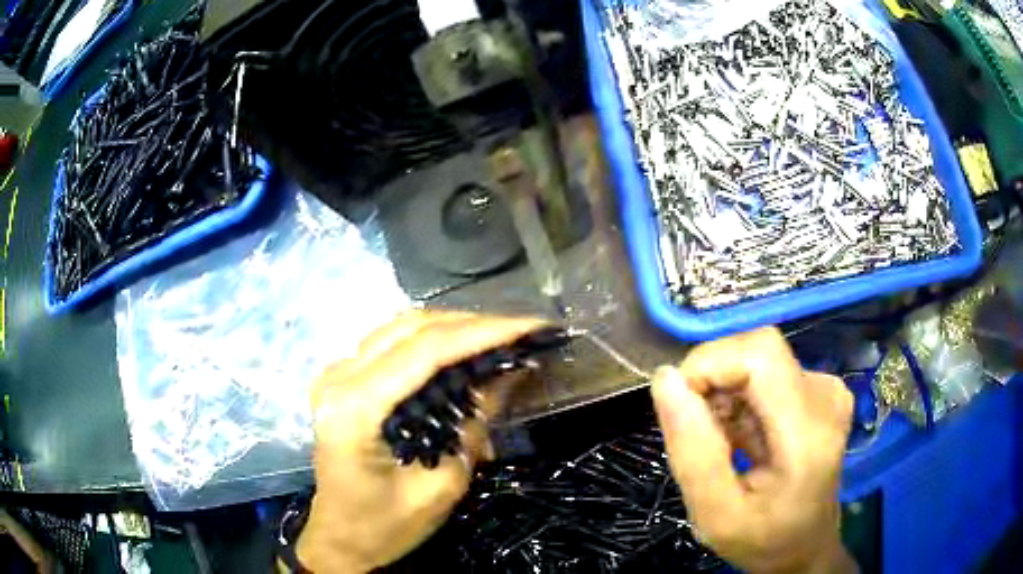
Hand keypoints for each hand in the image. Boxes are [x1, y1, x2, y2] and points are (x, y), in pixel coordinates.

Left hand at [297, 311, 544, 572]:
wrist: (341, 538)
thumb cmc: (387, 526)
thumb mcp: (441, 485)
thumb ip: (472, 425)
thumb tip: (508, 372)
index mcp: (355, 408)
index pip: (426, 351)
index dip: (484, 332)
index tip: (532, 326)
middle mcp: (338, 378)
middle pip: (411, 328)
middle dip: (472, 324)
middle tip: (521, 332)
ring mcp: (335, 374)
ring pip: (400, 329)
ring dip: (453, 328)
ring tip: (500, 339)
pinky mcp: (342, 380)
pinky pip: (391, 345)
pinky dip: (431, 342)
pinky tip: (461, 352)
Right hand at [651, 328, 856, 573]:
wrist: (804, 545)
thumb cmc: (762, 540)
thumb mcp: (714, 516)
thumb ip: (692, 452)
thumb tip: (665, 379)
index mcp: (808, 434)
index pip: (759, 354)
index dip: (709, 366)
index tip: (680, 410)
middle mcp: (826, 396)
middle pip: (756, 351)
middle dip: (713, 382)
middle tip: (701, 436)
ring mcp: (827, 389)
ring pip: (757, 359)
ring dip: (725, 394)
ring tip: (723, 443)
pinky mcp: (820, 388)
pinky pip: (766, 371)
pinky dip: (740, 397)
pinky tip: (740, 434)